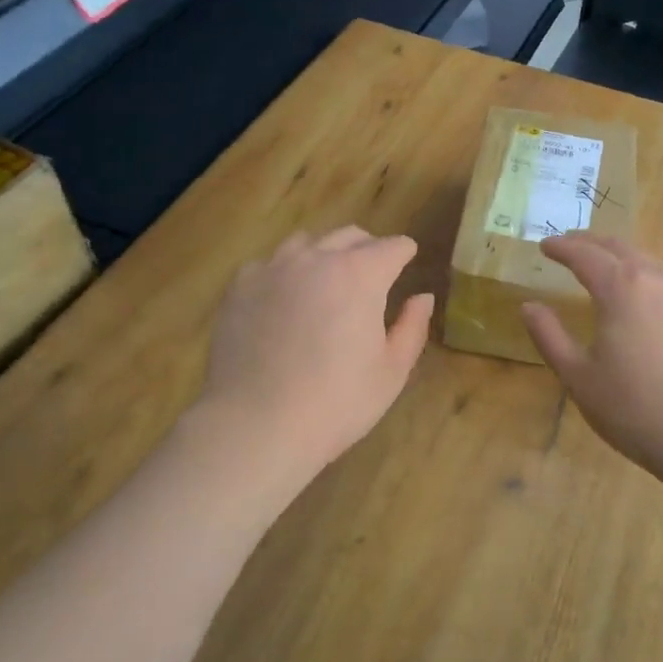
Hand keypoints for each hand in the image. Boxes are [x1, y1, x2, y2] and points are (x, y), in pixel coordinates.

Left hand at [199, 226, 434, 477]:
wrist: (256, 425)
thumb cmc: (336, 403)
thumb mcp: (391, 372)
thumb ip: (411, 327)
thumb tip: (422, 297)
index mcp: (360, 275)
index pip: (391, 247)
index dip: (404, 252)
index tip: (408, 257)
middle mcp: (316, 259)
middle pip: (349, 236)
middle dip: (368, 247)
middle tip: (374, 270)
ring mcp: (273, 269)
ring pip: (306, 242)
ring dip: (325, 253)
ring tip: (327, 279)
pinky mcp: (240, 287)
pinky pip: (269, 264)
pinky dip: (285, 272)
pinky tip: (284, 298)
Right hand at [522, 235, 662, 503]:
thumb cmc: (637, 410)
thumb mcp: (579, 378)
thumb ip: (550, 337)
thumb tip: (529, 306)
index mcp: (622, 288)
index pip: (585, 255)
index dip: (562, 247)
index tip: (545, 246)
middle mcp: (658, 281)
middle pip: (621, 248)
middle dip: (592, 243)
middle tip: (571, 246)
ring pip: (650, 264)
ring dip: (622, 259)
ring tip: (605, 270)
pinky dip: (647, 280)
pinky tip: (644, 303)